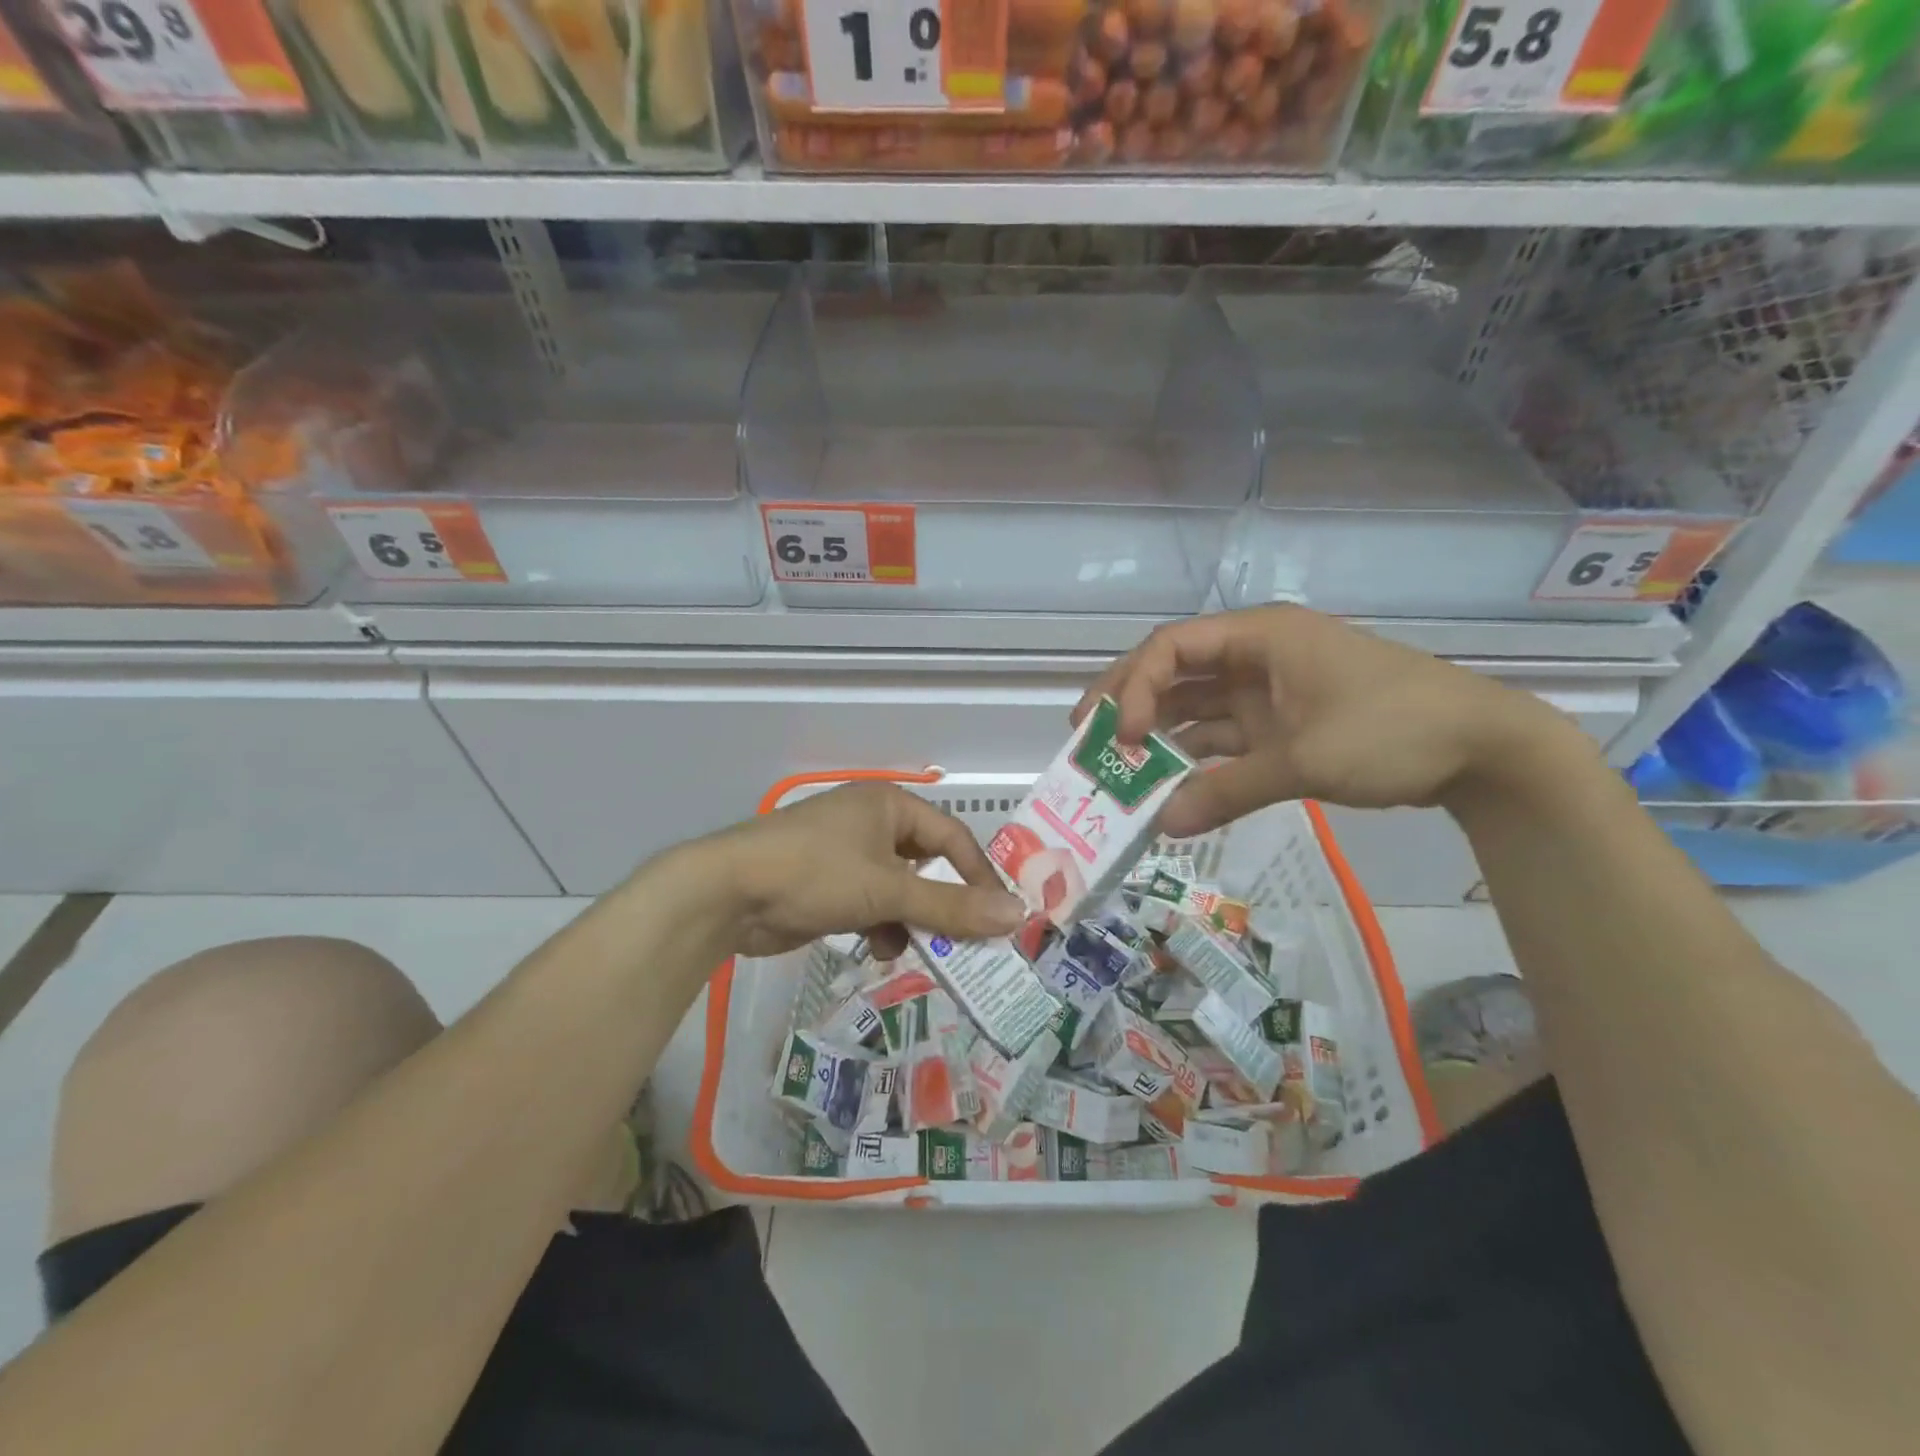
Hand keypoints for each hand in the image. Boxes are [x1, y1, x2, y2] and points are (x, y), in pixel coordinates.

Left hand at [693, 782, 1026, 959]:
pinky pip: (871, 904)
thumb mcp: (889, 890)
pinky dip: (880, 926)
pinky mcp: (827, 885)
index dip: (979, 876)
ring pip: (899, 889)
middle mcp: (871, 823)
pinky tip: (879, 950)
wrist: (728, 894)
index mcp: (889, 805)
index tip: (1000, 916)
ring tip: (921, 951)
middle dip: (943, 904)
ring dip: (911, 920)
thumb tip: (1017, 914)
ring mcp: (846, 855)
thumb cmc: (815, 874)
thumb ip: (952, 906)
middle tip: (968, 941)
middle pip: (926, 864)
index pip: (952, 836)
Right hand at [1077, 605, 1569, 836]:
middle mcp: (1255, 656)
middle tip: (1087, 739)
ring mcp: (1267, 691)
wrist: (1482, 749)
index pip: (1173, 646)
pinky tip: (1168, 785)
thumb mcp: (1306, 759)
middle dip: (1130, 702)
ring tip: (1117, 768)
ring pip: (1195, 706)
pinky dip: (1195, 759)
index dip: (1136, 685)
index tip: (1123, 735)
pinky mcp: (1280, 725)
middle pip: (1174, 671)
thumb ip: (1228, 790)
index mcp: (1260, 637)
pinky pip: (1222, 737)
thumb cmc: (1393, 730)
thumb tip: (1162, 825)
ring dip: (1160, 735)